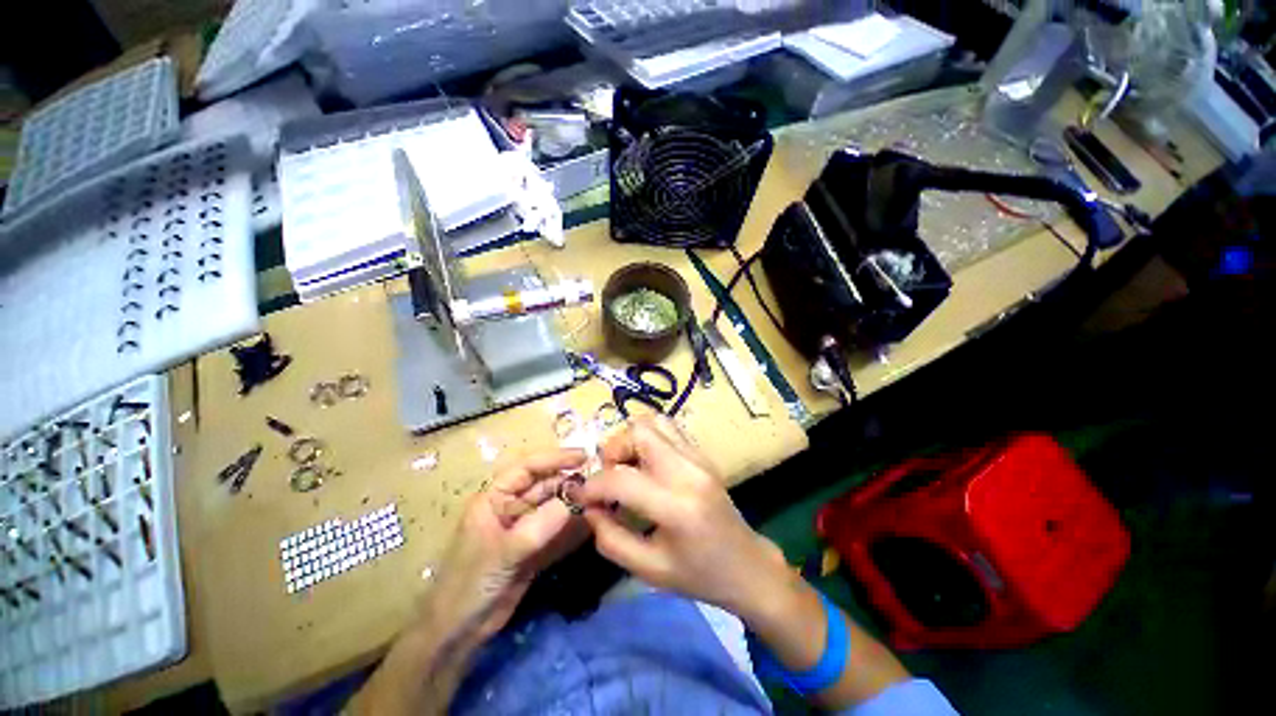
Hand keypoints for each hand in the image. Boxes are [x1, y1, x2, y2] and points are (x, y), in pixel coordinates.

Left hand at [421, 448, 587, 643]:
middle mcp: (511, 508)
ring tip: (600, 500)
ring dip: (574, 504)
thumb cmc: (470, 584)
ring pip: (553, 508)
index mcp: (495, 498)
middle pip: (544, 486)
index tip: (584, 456)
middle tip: (599, 481)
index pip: (527, 468)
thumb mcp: (503, 553)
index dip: (555, 459)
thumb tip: (573, 502)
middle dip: (569, 482)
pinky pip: (557, 532)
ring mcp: (523, 529)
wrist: (458, 632)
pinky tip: (592, 525)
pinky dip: (573, 529)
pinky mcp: (533, 549)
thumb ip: (538, 527)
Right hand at [577, 416, 787, 614]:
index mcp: (677, 506)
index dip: (593, 485)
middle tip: (609, 477)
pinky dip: (648, 439)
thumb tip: (589, 507)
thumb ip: (610, 538)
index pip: (622, 478)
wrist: (746, 565)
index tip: (580, 496)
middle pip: (639, 431)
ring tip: (627, 468)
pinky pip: (668, 429)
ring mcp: (698, 457)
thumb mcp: (648, 570)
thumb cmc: (699, 575)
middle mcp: (689, 470)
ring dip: (631, 440)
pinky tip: (646, 466)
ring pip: (654, 421)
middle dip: (614, 450)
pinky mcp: (702, 453)